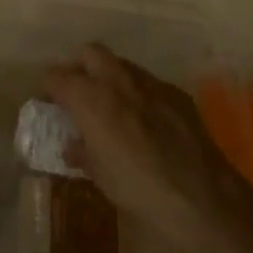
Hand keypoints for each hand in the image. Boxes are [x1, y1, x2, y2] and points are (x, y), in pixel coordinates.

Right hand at [44, 44, 249, 252]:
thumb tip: (74, 146)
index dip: (49, 87)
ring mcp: (151, 84)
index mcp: (89, 98)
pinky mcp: (178, 95)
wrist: (203, 199)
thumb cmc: (139, 189)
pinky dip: (140, 94)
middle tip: (78, 93)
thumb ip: (82, 152)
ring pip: (122, 64)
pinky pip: (150, 84)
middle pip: (90, 53)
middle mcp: (117, 81)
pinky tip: (146, 121)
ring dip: (111, 77)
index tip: (49, 102)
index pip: (56, 76)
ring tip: (112, 106)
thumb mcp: (99, 175)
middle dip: (80, 67)